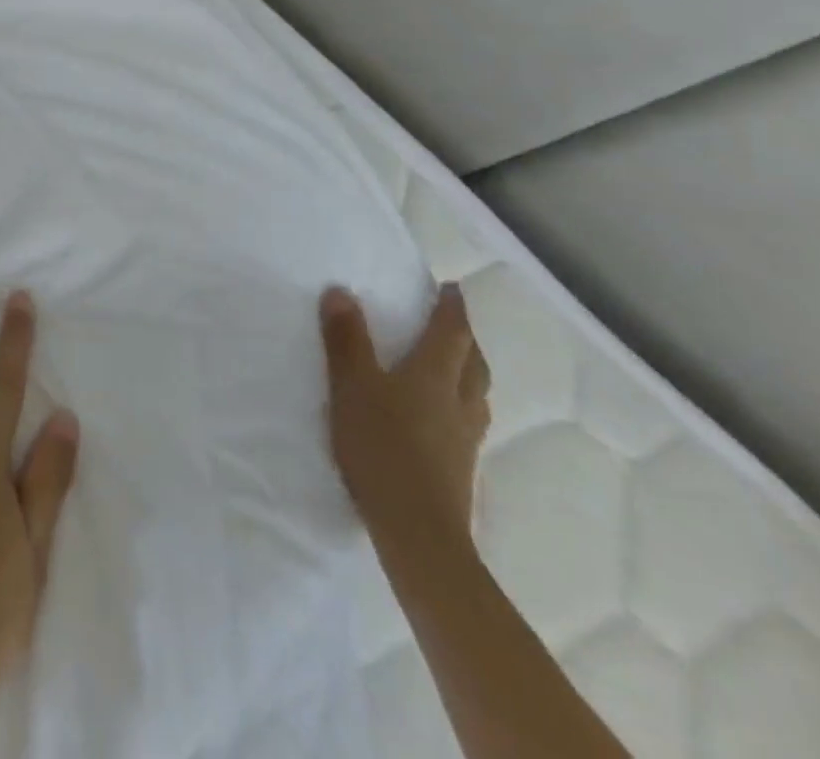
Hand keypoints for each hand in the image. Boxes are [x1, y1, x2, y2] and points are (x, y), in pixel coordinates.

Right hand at [321, 283, 490, 554]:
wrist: (418, 531)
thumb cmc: (383, 446)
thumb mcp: (352, 385)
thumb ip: (346, 339)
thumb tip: (341, 291)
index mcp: (435, 374)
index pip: (452, 332)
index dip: (452, 307)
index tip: (452, 287)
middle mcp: (460, 400)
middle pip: (474, 362)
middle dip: (466, 338)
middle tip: (453, 323)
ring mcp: (465, 437)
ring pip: (477, 394)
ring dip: (469, 372)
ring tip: (454, 366)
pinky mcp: (461, 467)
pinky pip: (469, 421)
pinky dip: (461, 404)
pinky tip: (443, 418)